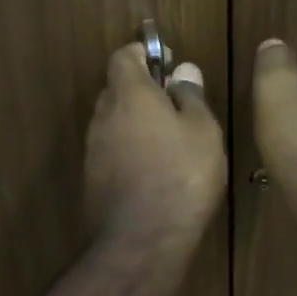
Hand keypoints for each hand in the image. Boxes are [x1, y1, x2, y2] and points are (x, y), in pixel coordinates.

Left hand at [84, 42, 227, 248]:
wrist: (141, 241)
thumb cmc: (181, 175)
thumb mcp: (203, 130)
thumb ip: (191, 96)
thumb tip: (182, 71)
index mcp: (129, 94)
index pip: (123, 56)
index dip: (144, 54)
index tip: (167, 64)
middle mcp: (104, 115)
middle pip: (117, 88)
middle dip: (143, 90)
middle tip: (176, 105)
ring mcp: (94, 149)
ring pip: (114, 121)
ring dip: (137, 122)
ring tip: (171, 142)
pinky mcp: (93, 179)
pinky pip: (112, 150)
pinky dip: (130, 150)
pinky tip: (156, 170)